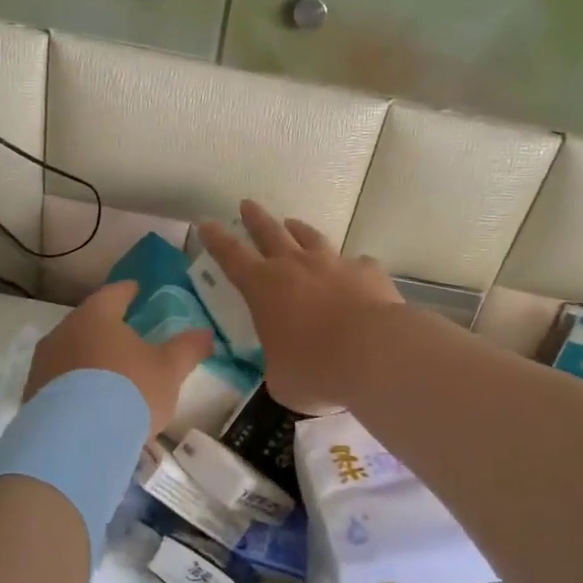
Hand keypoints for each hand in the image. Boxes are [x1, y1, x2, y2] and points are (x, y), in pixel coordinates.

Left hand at [26, 281, 213, 438]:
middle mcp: (63, 331)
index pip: (114, 293)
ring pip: (70, 352)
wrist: (76, 441)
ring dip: (88, 359)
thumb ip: (188, 348)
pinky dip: (75, 386)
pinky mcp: (32, 395)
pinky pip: (59, 382)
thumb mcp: (168, 370)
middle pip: (88, 322)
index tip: (137, 291)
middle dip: (106, 328)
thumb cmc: (129, 391)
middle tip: (126, 337)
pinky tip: (89, 404)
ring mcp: (43, 364)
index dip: (128, 291)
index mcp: (96, 315)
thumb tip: (206, 333)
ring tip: (108, 375)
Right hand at [197, 200, 402, 413]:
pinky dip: (350, 266)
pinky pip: (356, 263)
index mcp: (264, 287)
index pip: (231, 256)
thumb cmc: (316, 368)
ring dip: (299, 230)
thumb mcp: (282, 379)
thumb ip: (278, 366)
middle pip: (270, 232)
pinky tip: (354, 270)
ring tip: (292, 223)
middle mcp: (296, 266)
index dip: (216, 240)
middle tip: (247, 204)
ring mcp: (334, 264)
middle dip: (256, 218)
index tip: (206, 223)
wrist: (375, 353)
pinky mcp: (368, 272)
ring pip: (311, 238)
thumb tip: (287, 368)